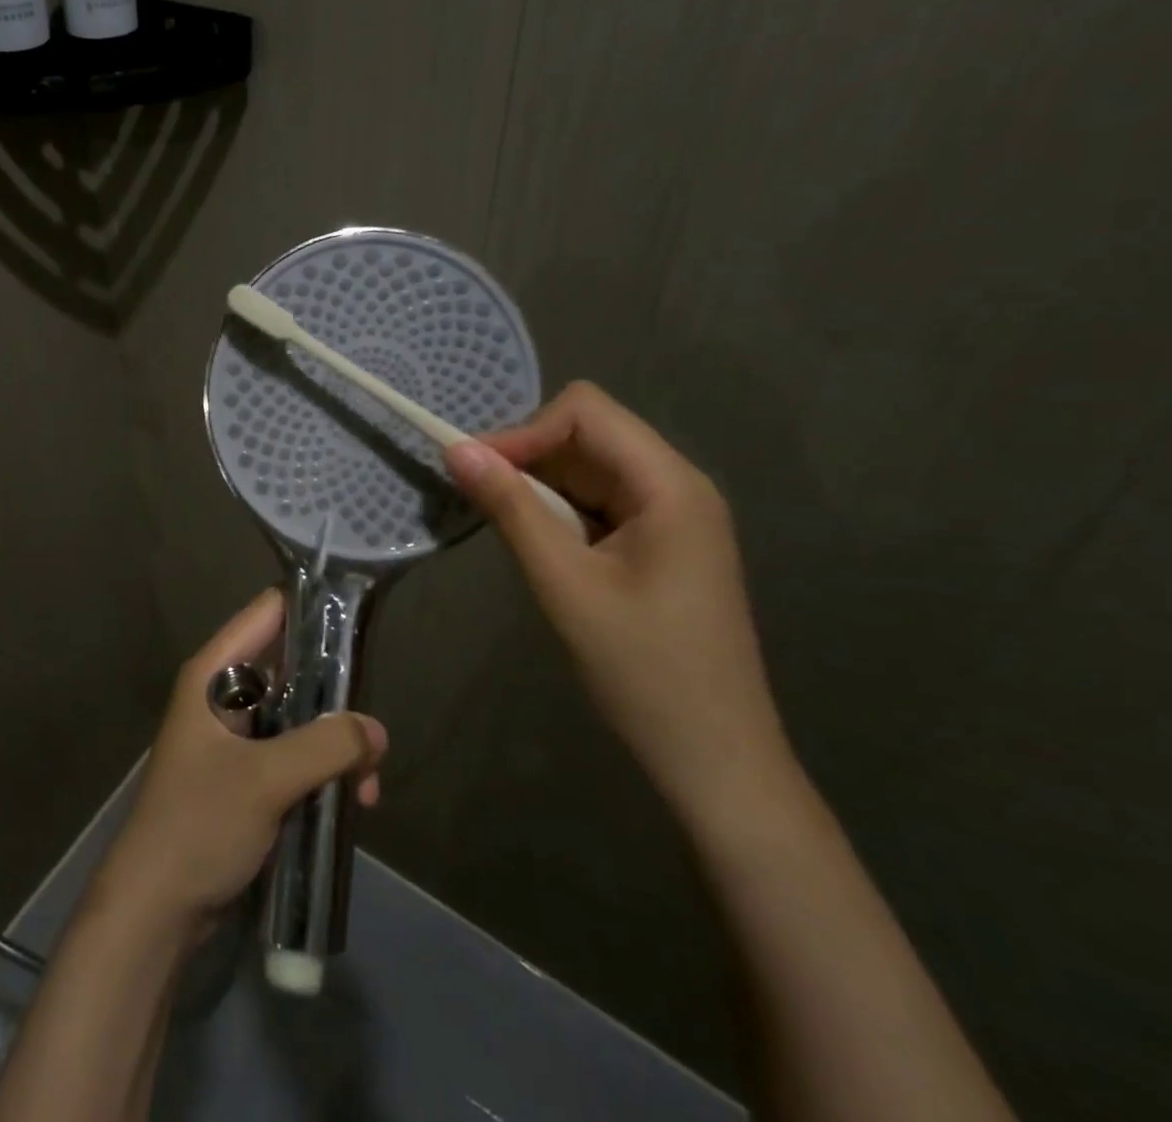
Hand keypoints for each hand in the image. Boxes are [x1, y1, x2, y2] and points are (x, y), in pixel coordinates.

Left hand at [95, 589, 387, 931]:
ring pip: (298, 715)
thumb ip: (326, 746)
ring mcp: (235, 736)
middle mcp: (224, 694)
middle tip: (374, 728)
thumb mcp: (266, 779)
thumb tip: (376, 730)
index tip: (362, 621)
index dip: (313, 606)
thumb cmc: (199, 825)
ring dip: (335, 742)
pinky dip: (323, 769)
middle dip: (336, 694)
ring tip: (368, 785)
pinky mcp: (246, 774)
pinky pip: (294, 753)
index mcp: (215, 673)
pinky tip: (351, 803)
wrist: (155, 909)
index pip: (269, 611)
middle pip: (292, 665)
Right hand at [444, 381, 791, 822]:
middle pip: (588, 435)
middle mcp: (676, 486)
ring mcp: (671, 516)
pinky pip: (597, 502)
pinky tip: (538, 546)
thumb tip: (456, 450)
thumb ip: (511, 509)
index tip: (475, 470)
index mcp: (669, 485)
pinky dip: (558, 511)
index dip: (525, 430)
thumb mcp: (564, 584)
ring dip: (539, 487)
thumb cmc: (643, 670)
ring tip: (504, 526)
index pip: (586, 412)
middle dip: (528, 456)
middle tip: (479, 498)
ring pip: (587, 468)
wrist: (714, 759)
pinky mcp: (658, 544)